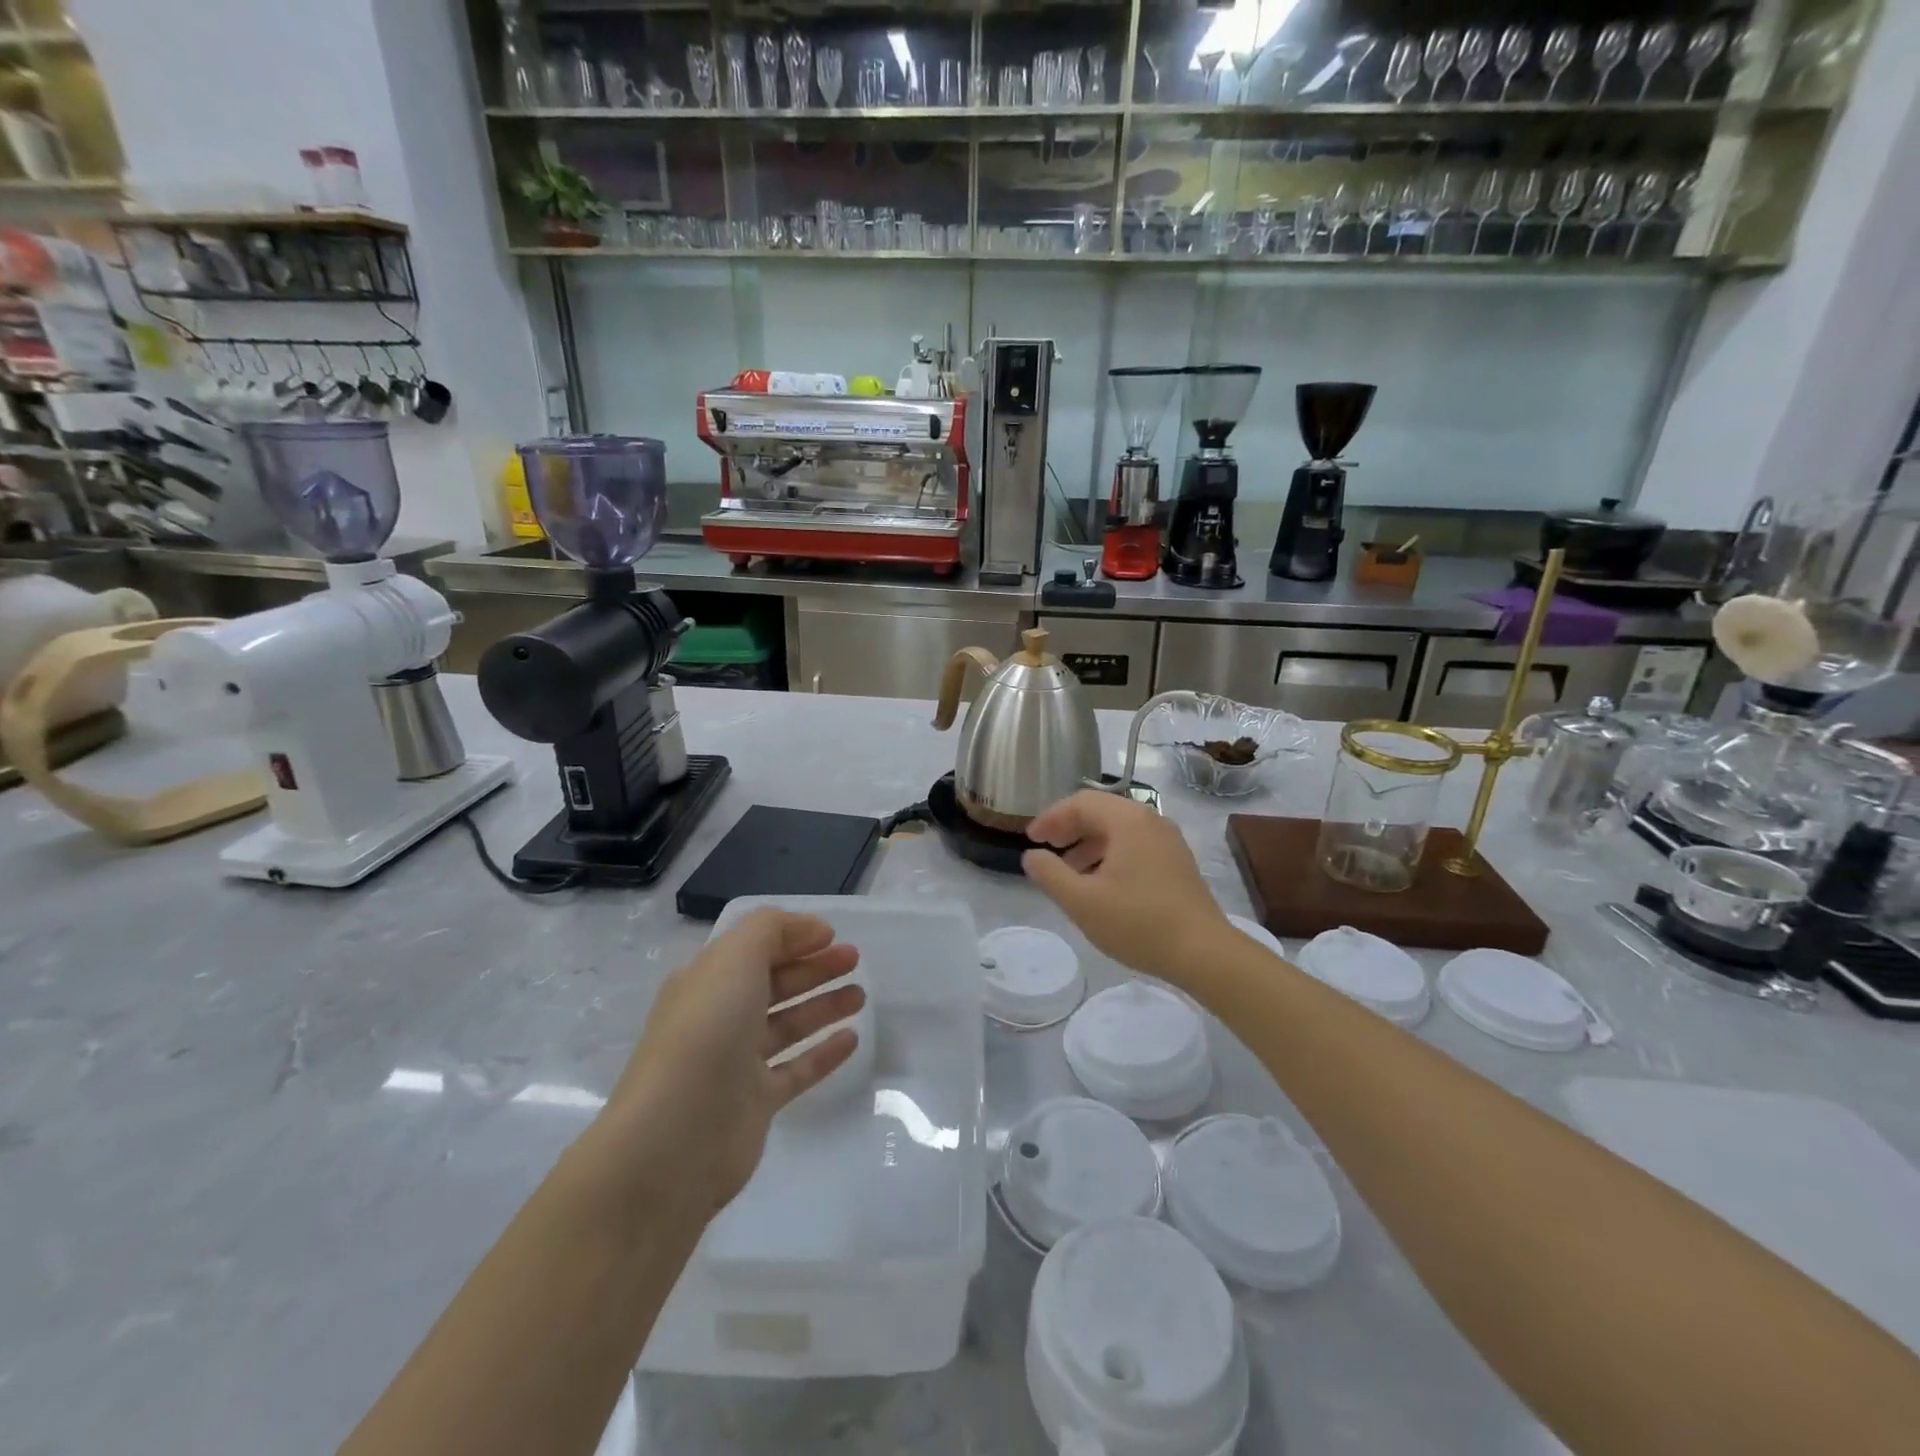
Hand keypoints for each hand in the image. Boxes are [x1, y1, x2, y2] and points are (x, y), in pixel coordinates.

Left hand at [596, 909, 865, 1218]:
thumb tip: (810, 929)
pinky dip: (824, 1052)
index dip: (793, 937)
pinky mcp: (756, 1103)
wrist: (676, 1137)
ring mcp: (737, 1063)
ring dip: (824, 1005)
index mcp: (707, 981)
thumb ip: (772, 930)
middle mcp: (720, 1017)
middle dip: (814, 968)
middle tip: (854, 959)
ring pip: (788, 1025)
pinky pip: (797, 1069)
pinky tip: (852, 1038)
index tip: (833, 935)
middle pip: (775, 984)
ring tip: (861, 994)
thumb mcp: (735, 958)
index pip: (755, 948)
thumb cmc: (707, 1031)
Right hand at [1022, 790, 1234, 986]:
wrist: (1204, 953)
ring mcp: (1168, 840)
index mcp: (1127, 820)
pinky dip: (1110, 854)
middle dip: (1069, 828)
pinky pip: (1135, 844)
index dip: (1051, 818)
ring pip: (1118, 829)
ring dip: (1088, 843)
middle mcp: (1150, 820)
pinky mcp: (1177, 861)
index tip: (1030, 839)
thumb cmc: (1138, 923)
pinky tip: (1100, 883)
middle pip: (1100, 811)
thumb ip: (1050, 873)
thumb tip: (1032, 855)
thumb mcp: (1081, 901)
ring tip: (1069, 871)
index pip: (1080, 802)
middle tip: (1046, 850)